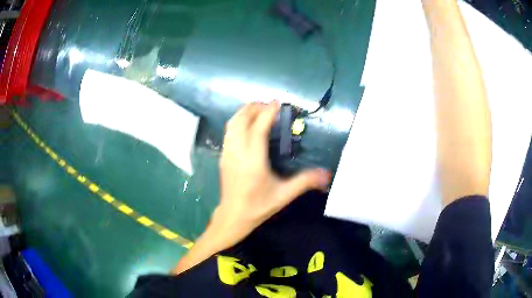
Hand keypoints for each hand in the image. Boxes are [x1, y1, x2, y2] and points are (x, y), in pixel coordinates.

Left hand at [172, 101, 330, 273]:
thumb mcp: (284, 195)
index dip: (267, 113)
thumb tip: (327, 174)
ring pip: (232, 124)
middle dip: (254, 108)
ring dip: (244, 112)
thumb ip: (305, 181)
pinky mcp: (222, 156)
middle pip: (241, 120)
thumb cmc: (258, 206)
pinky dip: (238, 121)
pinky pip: (228, 131)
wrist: (233, 215)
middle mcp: (237, 153)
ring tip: (258, 109)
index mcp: (253, 161)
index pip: (258, 129)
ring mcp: (227, 153)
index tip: (277, 102)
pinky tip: (247, 123)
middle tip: (269, 104)